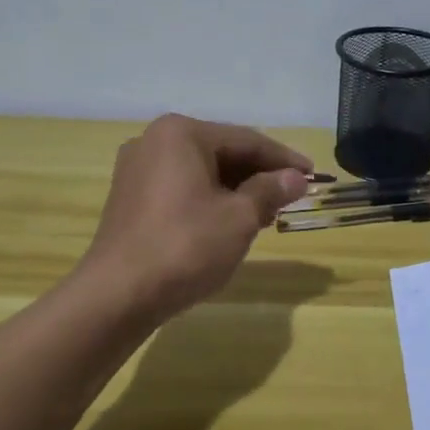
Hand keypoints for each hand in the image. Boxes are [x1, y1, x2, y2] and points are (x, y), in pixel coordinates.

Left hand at [78, 114, 311, 319]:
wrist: (117, 295)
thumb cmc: (185, 246)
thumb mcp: (239, 218)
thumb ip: (270, 191)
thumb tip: (296, 178)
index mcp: (181, 134)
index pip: (246, 140)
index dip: (283, 159)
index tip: (312, 176)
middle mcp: (154, 141)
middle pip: (222, 152)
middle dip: (259, 175)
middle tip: (291, 198)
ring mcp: (137, 170)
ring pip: (202, 172)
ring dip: (236, 190)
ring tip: (266, 215)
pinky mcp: (130, 198)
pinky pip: (181, 188)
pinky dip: (210, 200)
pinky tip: (230, 223)